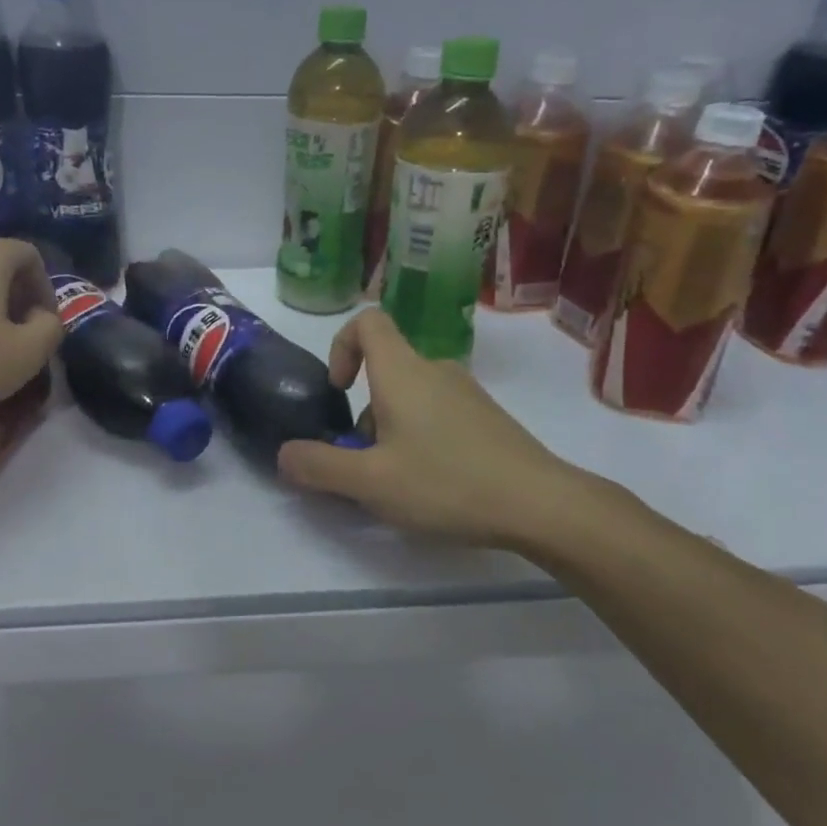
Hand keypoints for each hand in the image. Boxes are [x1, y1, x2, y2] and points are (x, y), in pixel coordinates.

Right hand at [277, 309, 624, 555]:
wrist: (542, 504)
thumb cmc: (448, 483)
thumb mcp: (371, 483)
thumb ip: (319, 467)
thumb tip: (284, 454)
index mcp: (403, 372)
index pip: (367, 321)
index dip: (341, 345)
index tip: (340, 391)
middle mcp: (435, 370)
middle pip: (385, 370)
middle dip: (363, 414)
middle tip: (365, 464)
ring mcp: (467, 393)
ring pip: (411, 397)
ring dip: (391, 430)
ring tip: (398, 484)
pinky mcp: (487, 418)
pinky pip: (438, 414)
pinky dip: (421, 439)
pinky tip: (434, 486)